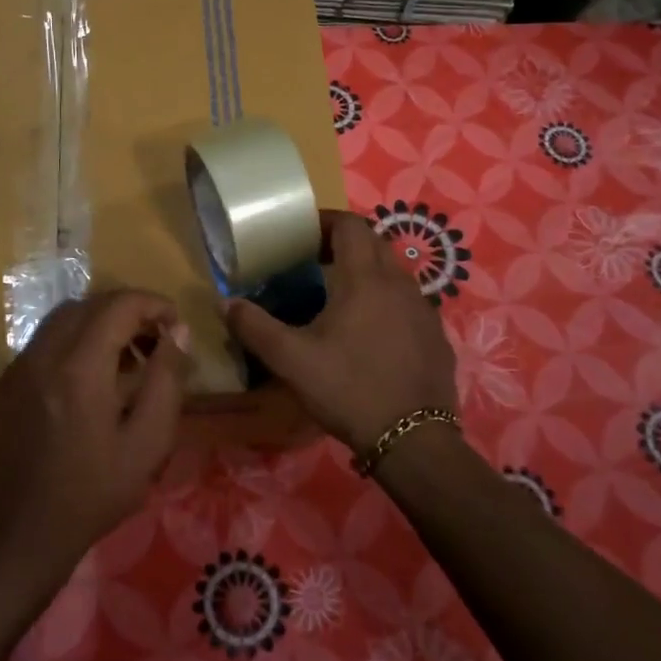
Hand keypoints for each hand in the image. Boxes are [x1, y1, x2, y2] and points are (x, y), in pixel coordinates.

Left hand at [0, 289, 189, 566]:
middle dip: (128, 311)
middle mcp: (42, 356)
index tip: (176, 327)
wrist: (25, 535)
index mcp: (79, 369)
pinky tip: (88, 381)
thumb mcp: (148, 442)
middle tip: (156, 340)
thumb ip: (166, 379)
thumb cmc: (95, 492)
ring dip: (99, 324)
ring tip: (126, 358)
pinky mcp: (3, 385)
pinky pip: (42, 344)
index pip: (119, 305)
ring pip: (62, 319)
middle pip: (89, 304)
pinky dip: (72, 344)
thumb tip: (178, 332)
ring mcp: (16, 369)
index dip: (154, 305)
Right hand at [223, 210, 457, 455]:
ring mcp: (424, 309)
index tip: (302, 234)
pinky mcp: (436, 335)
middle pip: (374, 243)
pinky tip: (371, 332)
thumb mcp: (291, 360)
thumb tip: (224, 303)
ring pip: (394, 272)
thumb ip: (254, 327)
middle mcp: (400, 283)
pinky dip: (387, 300)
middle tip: (314, 261)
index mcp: (365, 279)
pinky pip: (408, 302)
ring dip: (367, 271)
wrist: (413, 438)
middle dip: (344, 243)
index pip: (351, 225)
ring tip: (340, 295)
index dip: (325, 221)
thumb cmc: (349, 389)